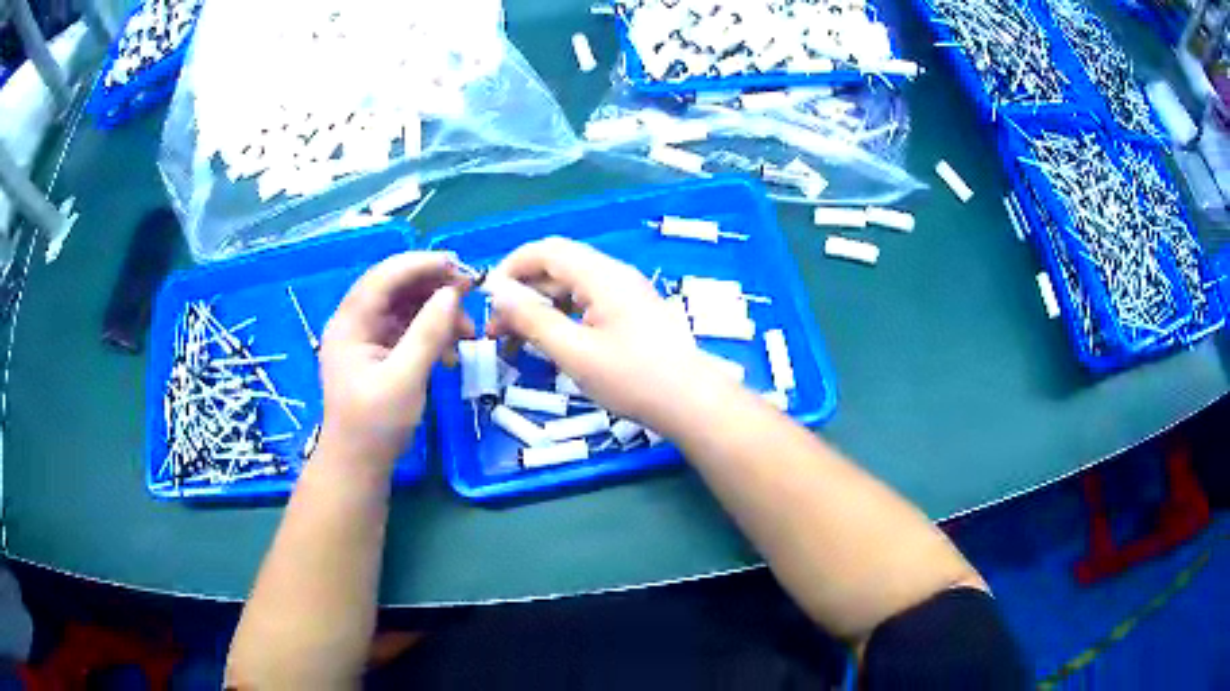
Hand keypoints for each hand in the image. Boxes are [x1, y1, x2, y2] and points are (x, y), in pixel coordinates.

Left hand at [318, 252, 471, 466]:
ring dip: (438, 313)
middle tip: (472, 293)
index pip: (385, 276)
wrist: (358, 465)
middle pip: (396, 287)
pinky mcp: (379, 352)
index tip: (462, 266)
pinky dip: (432, 333)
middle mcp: (355, 322)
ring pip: (406, 306)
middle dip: (435, 287)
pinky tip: (452, 352)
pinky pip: (408, 328)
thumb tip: (452, 293)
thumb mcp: (405, 379)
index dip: (422, 265)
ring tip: (469, 332)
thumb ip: (428, 333)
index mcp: (350, 323)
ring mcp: (367, 337)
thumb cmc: (375, 425)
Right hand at [485, 238, 714, 434]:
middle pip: (558, 266)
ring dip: (541, 306)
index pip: (546, 250)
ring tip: (516, 341)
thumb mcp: (574, 352)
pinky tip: (551, 342)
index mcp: (602, 276)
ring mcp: (627, 293)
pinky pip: (589, 302)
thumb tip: (498, 293)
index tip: (488, 299)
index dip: (511, 267)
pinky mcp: (633, 312)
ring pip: (572, 286)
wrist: (691, 402)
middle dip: (523, 292)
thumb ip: (533, 319)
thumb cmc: (632, 379)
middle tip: (497, 329)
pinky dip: (563, 316)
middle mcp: (615, 275)